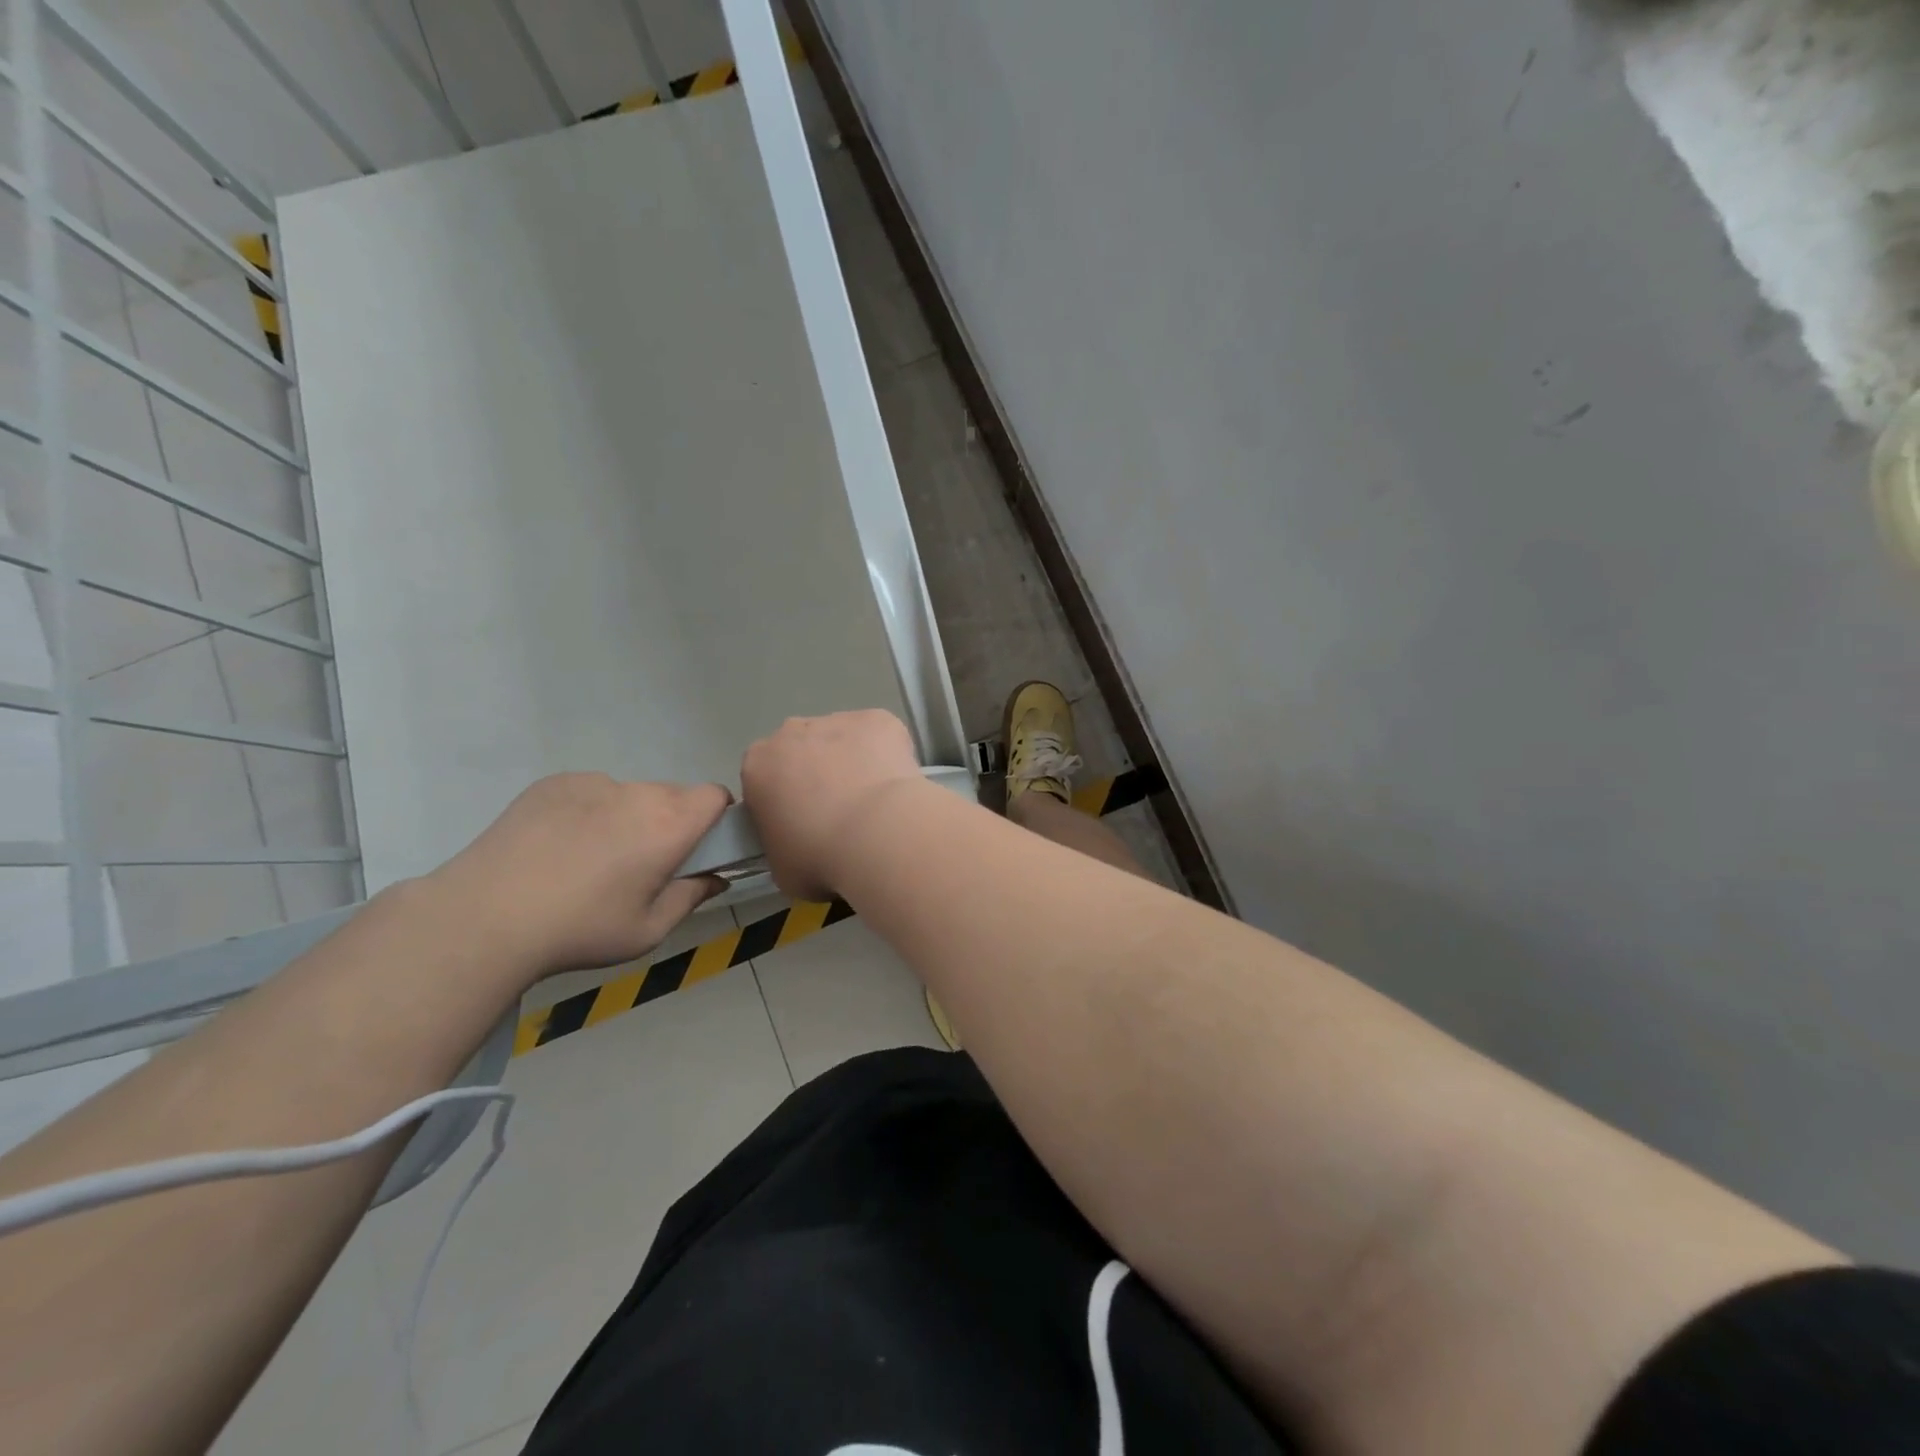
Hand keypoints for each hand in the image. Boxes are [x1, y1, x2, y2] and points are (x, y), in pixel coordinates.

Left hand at [428, 774, 731, 981]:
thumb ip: (691, 897)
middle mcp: (637, 793)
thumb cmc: (580, 929)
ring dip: (629, 817)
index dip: (716, 818)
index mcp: (669, 825)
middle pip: (674, 795)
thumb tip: (716, 877)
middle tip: (644, 864)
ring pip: (630, 794)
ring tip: (591, 859)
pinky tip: (558, 848)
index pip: (716, 796)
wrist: (484, 917)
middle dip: (671, 822)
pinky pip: (590, 792)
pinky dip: (589, 812)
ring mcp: (592, 783)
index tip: (701, 847)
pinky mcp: (554, 783)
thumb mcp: (648, 930)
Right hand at [741, 710, 922, 899]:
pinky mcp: (878, 719)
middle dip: (816, 774)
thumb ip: (781, 846)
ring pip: (842, 739)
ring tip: (874, 803)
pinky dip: (887, 754)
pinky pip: (879, 736)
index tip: (801, 824)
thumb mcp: (782, 868)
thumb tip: (799, 846)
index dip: (782, 800)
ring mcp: (838, 720)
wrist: (878, 833)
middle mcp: (792, 732)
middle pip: (801, 750)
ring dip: (852, 762)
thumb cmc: (820, 857)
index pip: (764, 778)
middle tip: (840, 813)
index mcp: (758, 765)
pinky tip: (895, 785)